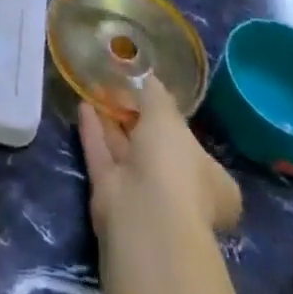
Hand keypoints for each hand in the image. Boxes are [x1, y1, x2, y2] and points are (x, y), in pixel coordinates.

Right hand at [79, 77, 241, 240]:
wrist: (144, 215)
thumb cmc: (172, 164)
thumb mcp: (167, 115)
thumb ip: (156, 94)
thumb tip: (148, 78)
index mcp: (210, 179)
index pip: (196, 149)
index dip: (177, 123)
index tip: (155, 97)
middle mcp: (179, 188)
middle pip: (156, 148)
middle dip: (137, 118)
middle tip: (119, 85)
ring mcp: (144, 193)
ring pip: (126, 150)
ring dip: (112, 121)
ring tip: (96, 87)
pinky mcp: (112, 194)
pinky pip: (102, 154)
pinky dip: (93, 130)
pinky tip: (82, 104)